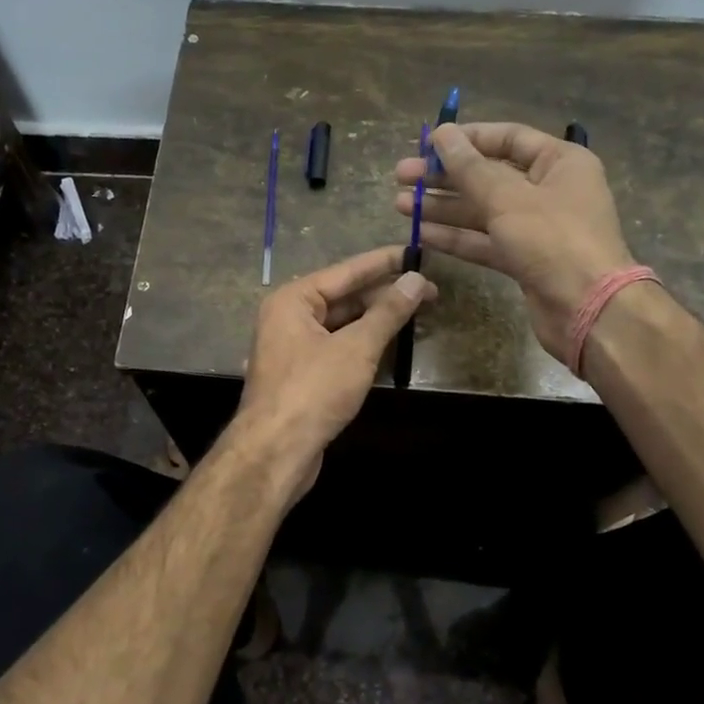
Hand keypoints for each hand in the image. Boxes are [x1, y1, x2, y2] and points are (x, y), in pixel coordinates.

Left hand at [232, 247, 437, 490]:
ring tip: (416, 312)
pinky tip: (390, 342)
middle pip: (343, 296)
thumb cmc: (313, 391)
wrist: (275, 451)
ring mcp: (292, 347)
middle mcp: (287, 317)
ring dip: (375, 319)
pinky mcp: (301, 374)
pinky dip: (362, 343)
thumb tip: (415, 280)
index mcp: (292, 300)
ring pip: (341, 323)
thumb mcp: (356, 348)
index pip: (346, 271)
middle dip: (384, 294)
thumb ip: (387, 313)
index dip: (384, 262)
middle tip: (428, 291)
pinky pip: (336, 346)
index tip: (416, 252)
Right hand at [395, 122, 634, 359]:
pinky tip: (421, 234)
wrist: (588, 309)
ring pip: (482, 210)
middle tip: (402, 176)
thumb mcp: (507, 198)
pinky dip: (456, 237)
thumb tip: (442, 134)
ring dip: (443, 207)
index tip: (426, 145)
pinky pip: (485, 240)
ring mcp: (536, 227)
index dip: (465, 139)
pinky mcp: (524, 259)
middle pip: (489, 175)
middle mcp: (549, 189)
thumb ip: (470, 167)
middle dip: (445, 176)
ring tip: (401, 205)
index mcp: (559, 162)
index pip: (507, 138)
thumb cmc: (553, 240)